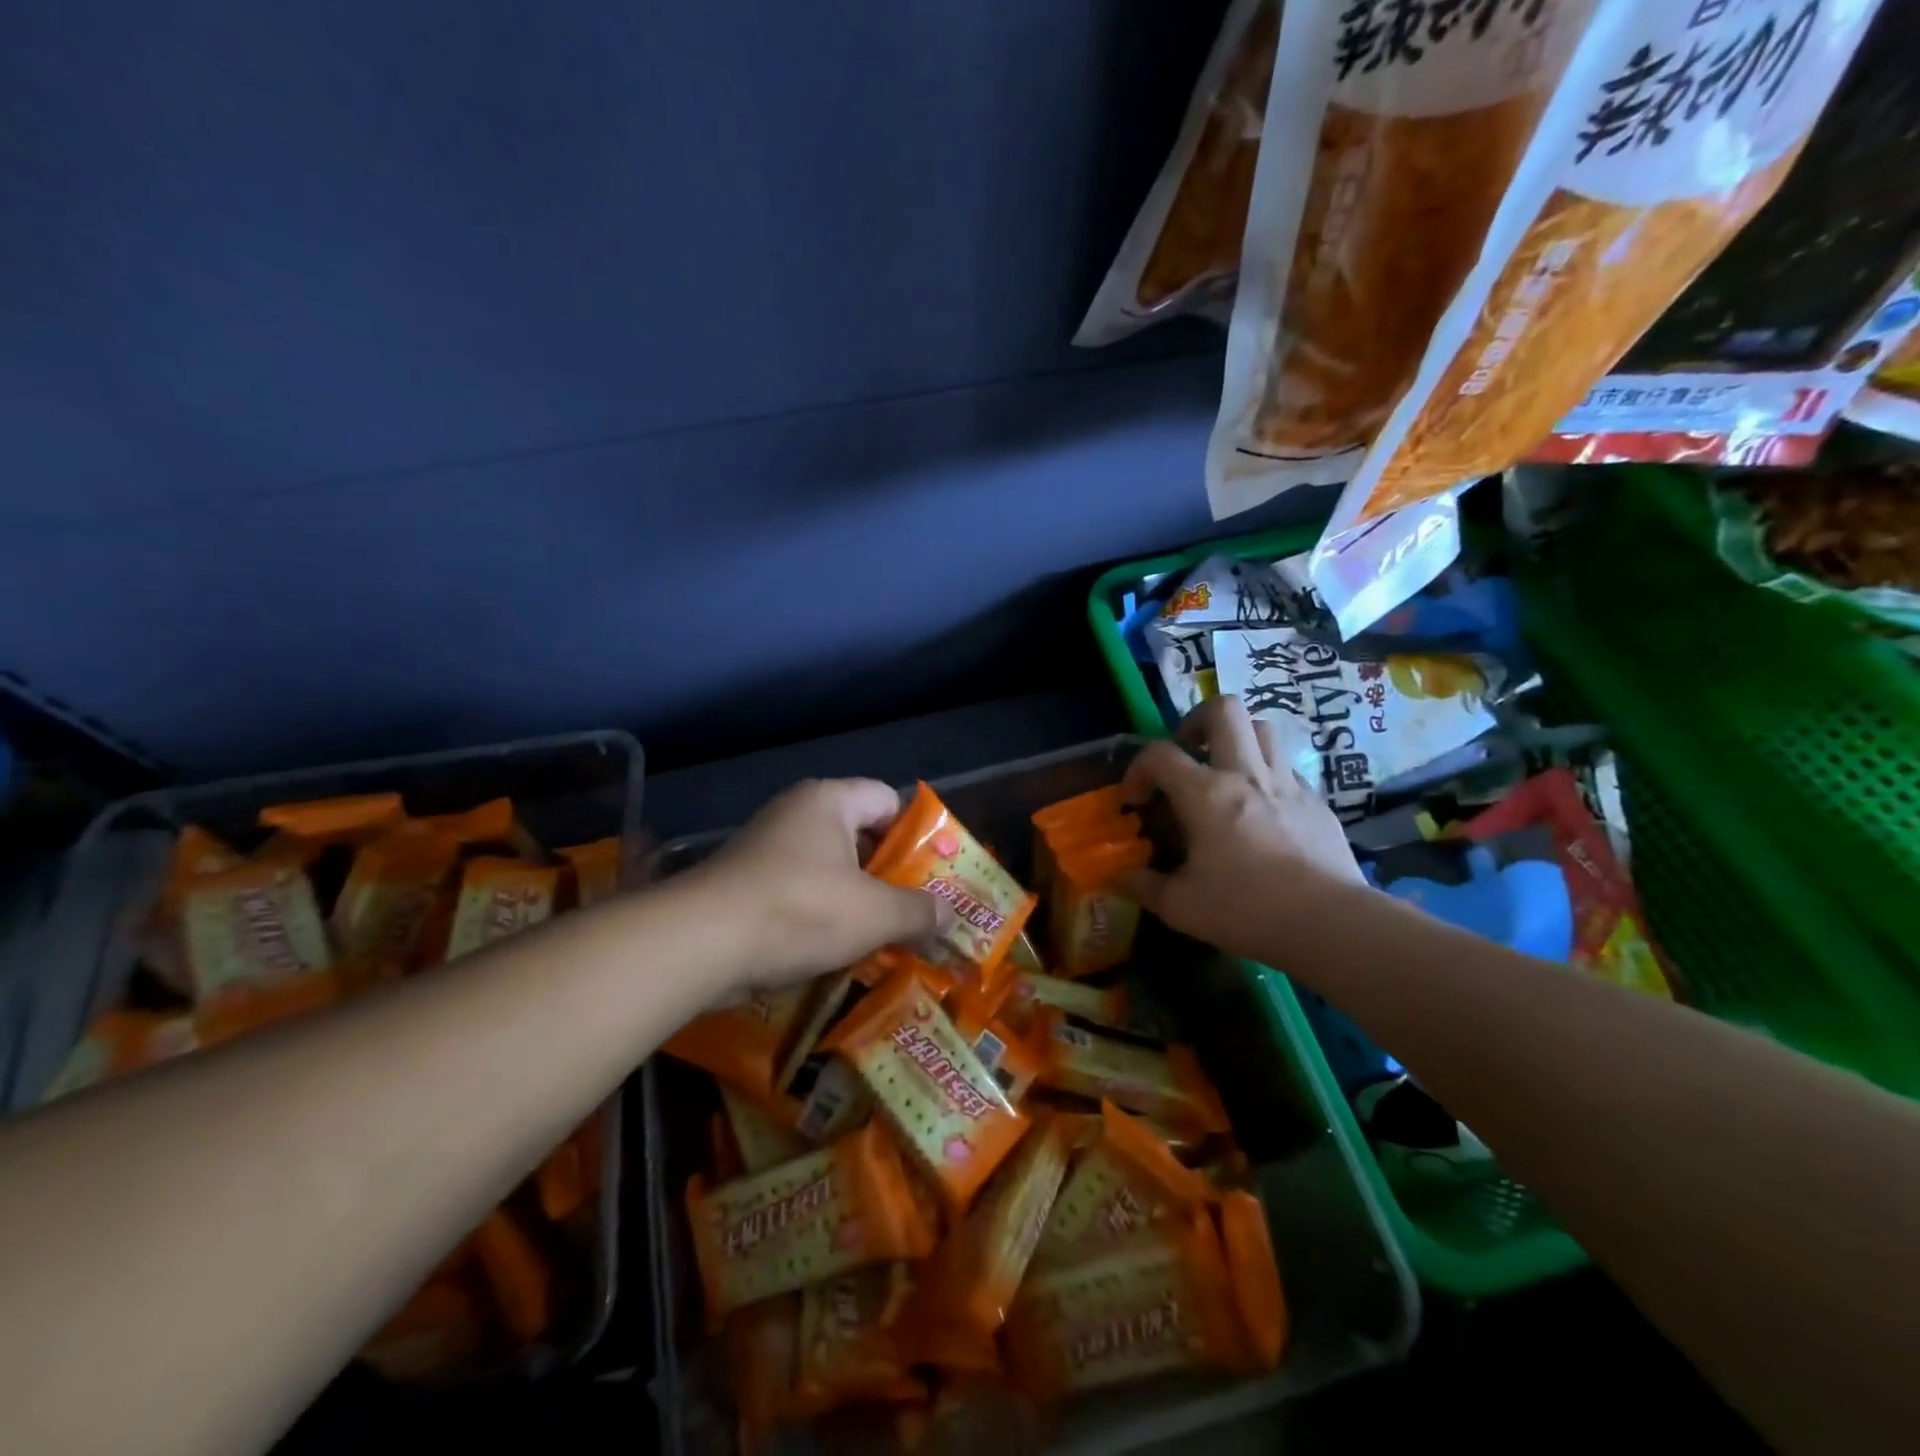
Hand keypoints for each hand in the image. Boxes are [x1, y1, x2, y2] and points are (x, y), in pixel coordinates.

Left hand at [687, 778, 941, 994]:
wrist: (700, 944)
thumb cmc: (800, 910)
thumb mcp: (875, 913)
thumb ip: (919, 911)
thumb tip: (951, 916)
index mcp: (830, 800)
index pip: (888, 799)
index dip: (915, 833)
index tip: (932, 873)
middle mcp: (796, 813)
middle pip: (859, 835)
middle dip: (888, 874)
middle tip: (915, 910)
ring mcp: (765, 847)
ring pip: (829, 868)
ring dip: (855, 900)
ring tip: (883, 936)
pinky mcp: (744, 882)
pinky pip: (799, 891)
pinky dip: (820, 915)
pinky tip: (836, 950)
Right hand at [1120, 696, 1364, 959]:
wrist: (1330, 923)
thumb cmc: (1246, 910)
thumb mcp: (1180, 906)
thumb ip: (1143, 886)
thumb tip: (1119, 876)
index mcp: (1205, 794)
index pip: (1159, 754)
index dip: (1138, 769)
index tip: (1136, 800)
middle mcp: (1245, 774)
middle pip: (1224, 710)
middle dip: (1196, 721)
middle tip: (1187, 753)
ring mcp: (1287, 784)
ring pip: (1263, 728)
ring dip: (1237, 739)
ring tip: (1224, 770)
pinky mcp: (1317, 802)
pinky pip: (1288, 768)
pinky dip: (1267, 774)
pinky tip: (1261, 809)